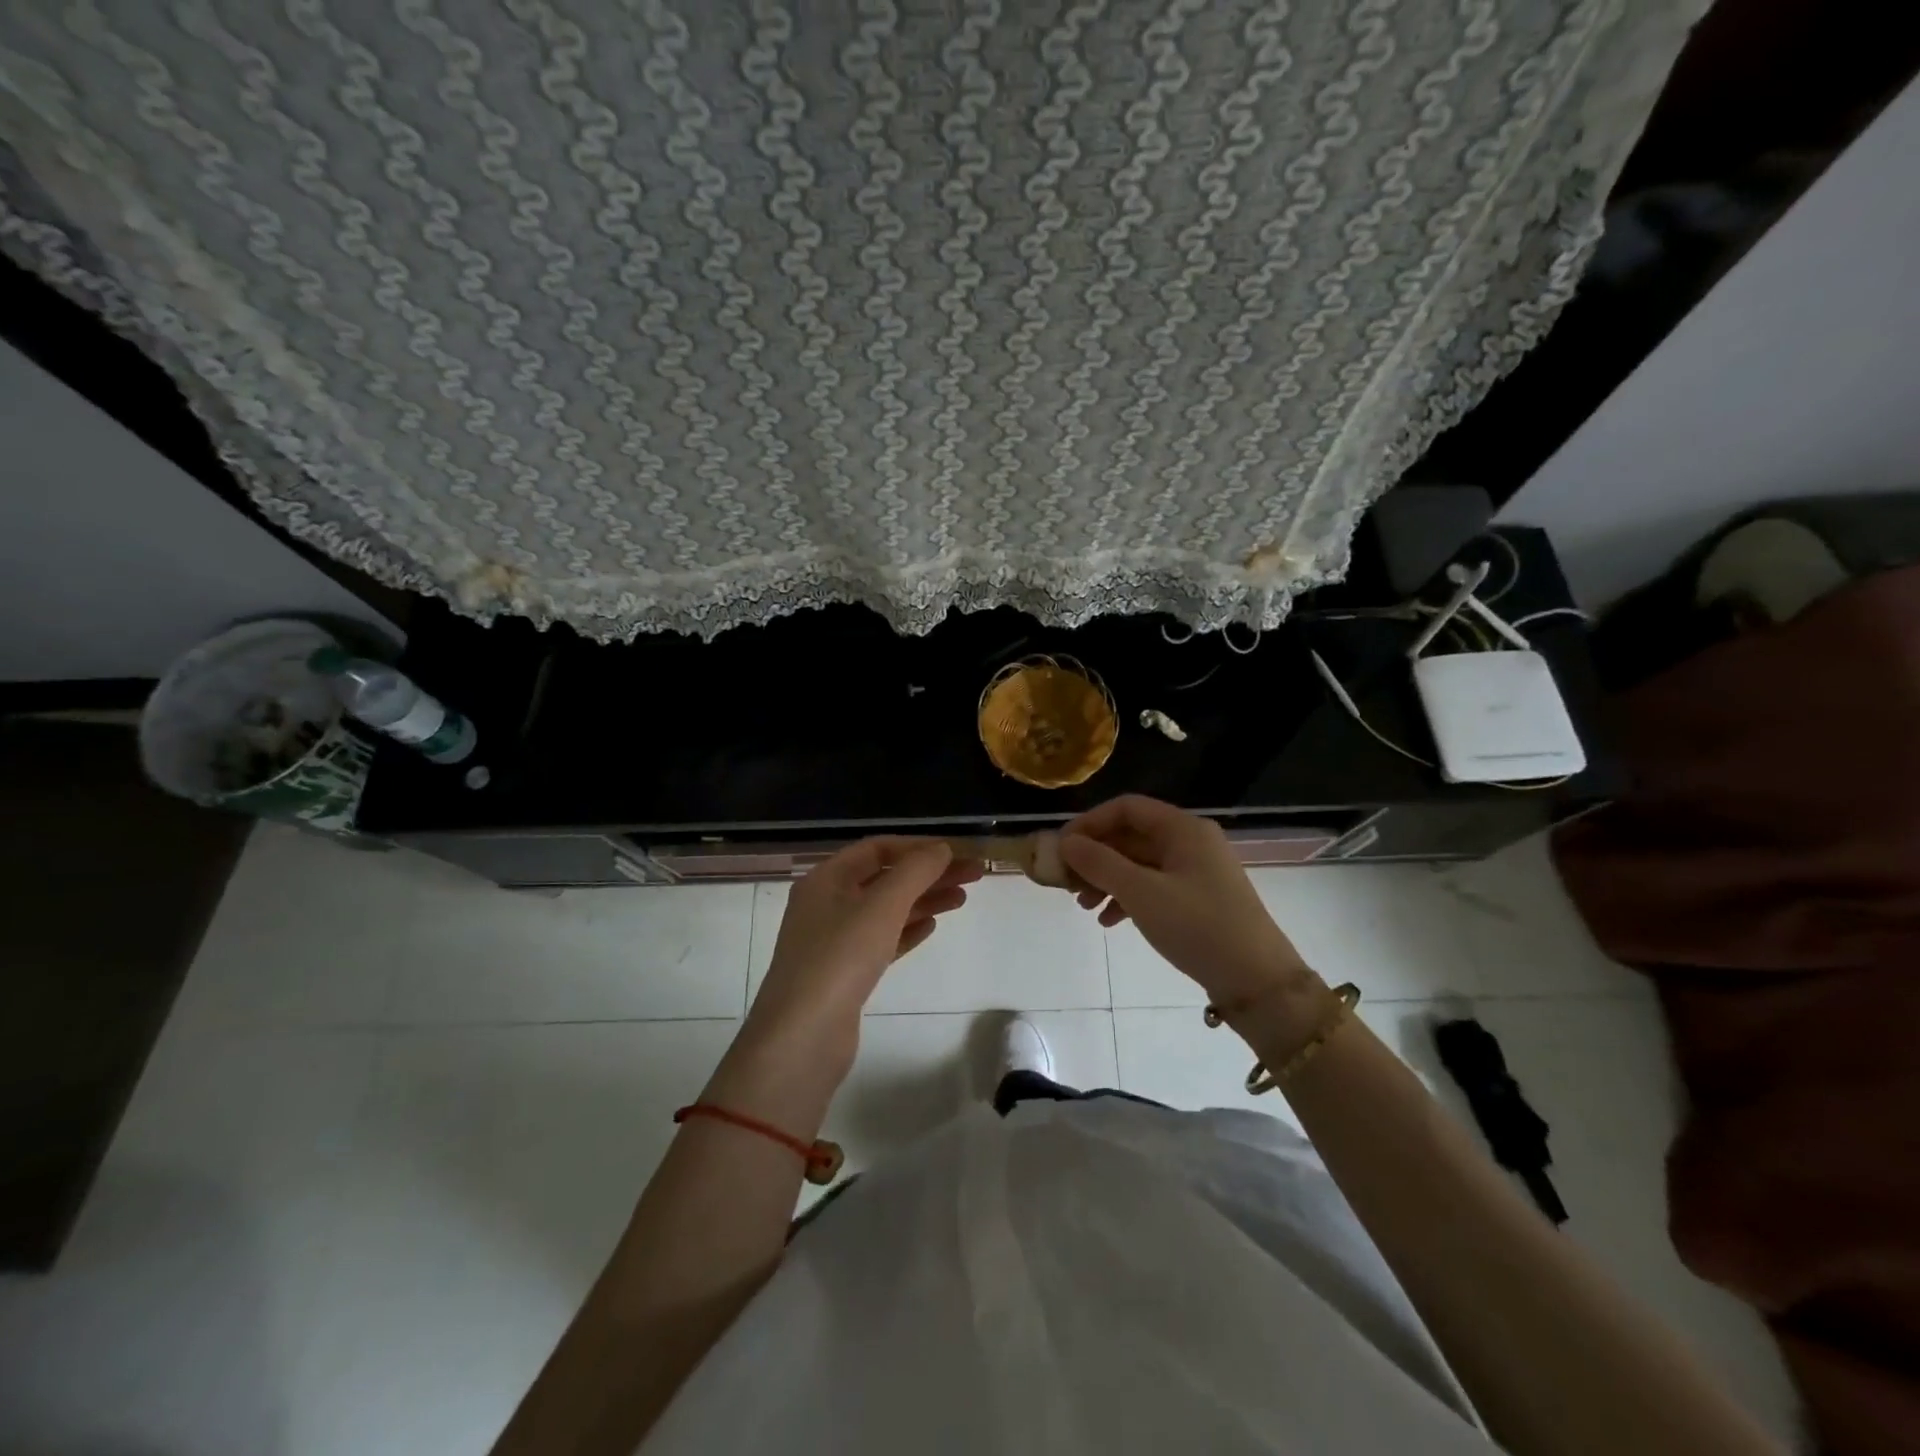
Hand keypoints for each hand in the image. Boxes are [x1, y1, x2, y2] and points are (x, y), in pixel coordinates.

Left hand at [713, 839, 981, 1122]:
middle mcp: (826, 904)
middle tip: (973, 874)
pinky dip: (907, 930)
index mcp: (826, 879)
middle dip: (928, 873)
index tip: (955, 853)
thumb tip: (941, 848)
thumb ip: (915, 871)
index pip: (876, 848)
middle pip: (885, 878)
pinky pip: (881, 940)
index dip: (917, 847)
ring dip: (923, 900)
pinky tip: (932, 927)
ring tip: (962, 899)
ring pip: (886, 910)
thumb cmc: (840, 958)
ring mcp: (834, 941)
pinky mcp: (845, 973)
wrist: (803, 1038)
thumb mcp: (881, 906)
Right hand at [1060, 795, 1310, 1004]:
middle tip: (1066, 881)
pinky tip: (1108, 921)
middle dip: (1095, 856)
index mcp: (1183, 829)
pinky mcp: (1197, 898)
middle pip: (1131, 836)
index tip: (1062, 847)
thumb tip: (1066, 842)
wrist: (1257, 981)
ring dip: (1106, 879)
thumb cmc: (1198, 927)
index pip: (1126, 808)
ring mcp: (1195, 871)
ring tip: (1083, 905)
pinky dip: (1127, 898)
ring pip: (1138, 863)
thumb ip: (1100, 863)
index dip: (1090, 823)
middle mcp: (1190, 842)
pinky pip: (1152, 886)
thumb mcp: (1142, 893)